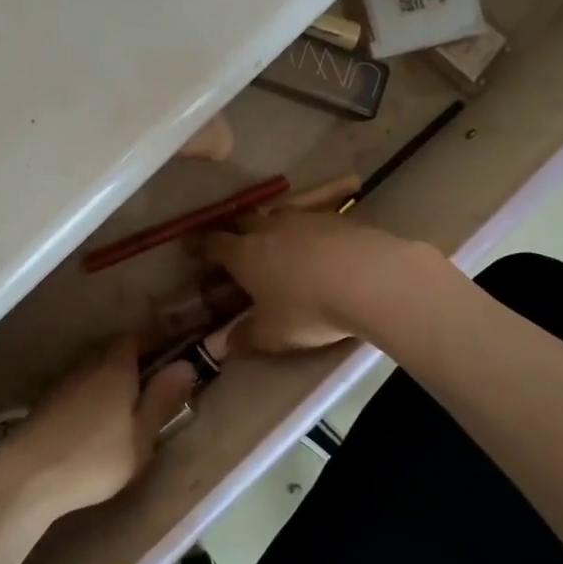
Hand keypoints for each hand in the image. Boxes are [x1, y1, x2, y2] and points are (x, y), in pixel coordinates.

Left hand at [0, 337, 198, 516]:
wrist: (28, 475)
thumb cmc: (95, 457)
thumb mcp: (141, 435)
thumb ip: (163, 398)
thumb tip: (185, 365)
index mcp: (116, 365)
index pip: (141, 337)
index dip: (160, 340)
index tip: (177, 348)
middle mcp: (90, 363)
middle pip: (118, 351)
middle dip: (139, 360)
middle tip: (158, 381)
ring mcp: (66, 381)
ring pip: (98, 368)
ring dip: (115, 378)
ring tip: (131, 403)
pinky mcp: (49, 401)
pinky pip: (82, 385)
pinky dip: (97, 393)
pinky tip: (100, 418)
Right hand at [198, 212, 449, 353]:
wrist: (371, 279)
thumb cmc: (309, 309)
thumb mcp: (273, 334)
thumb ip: (245, 338)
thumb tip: (223, 346)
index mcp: (244, 253)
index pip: (214, 243)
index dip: (200, 246)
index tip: (191, 248)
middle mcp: (269, 228)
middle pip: (243, 221)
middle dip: (234, 232)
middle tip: (234, 247)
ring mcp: (304, 219)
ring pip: (277, 216)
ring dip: (271, 228)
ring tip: (277, 246)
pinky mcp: (336, 219)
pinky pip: (310, 221)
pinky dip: (305, 233)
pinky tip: (317, 249)